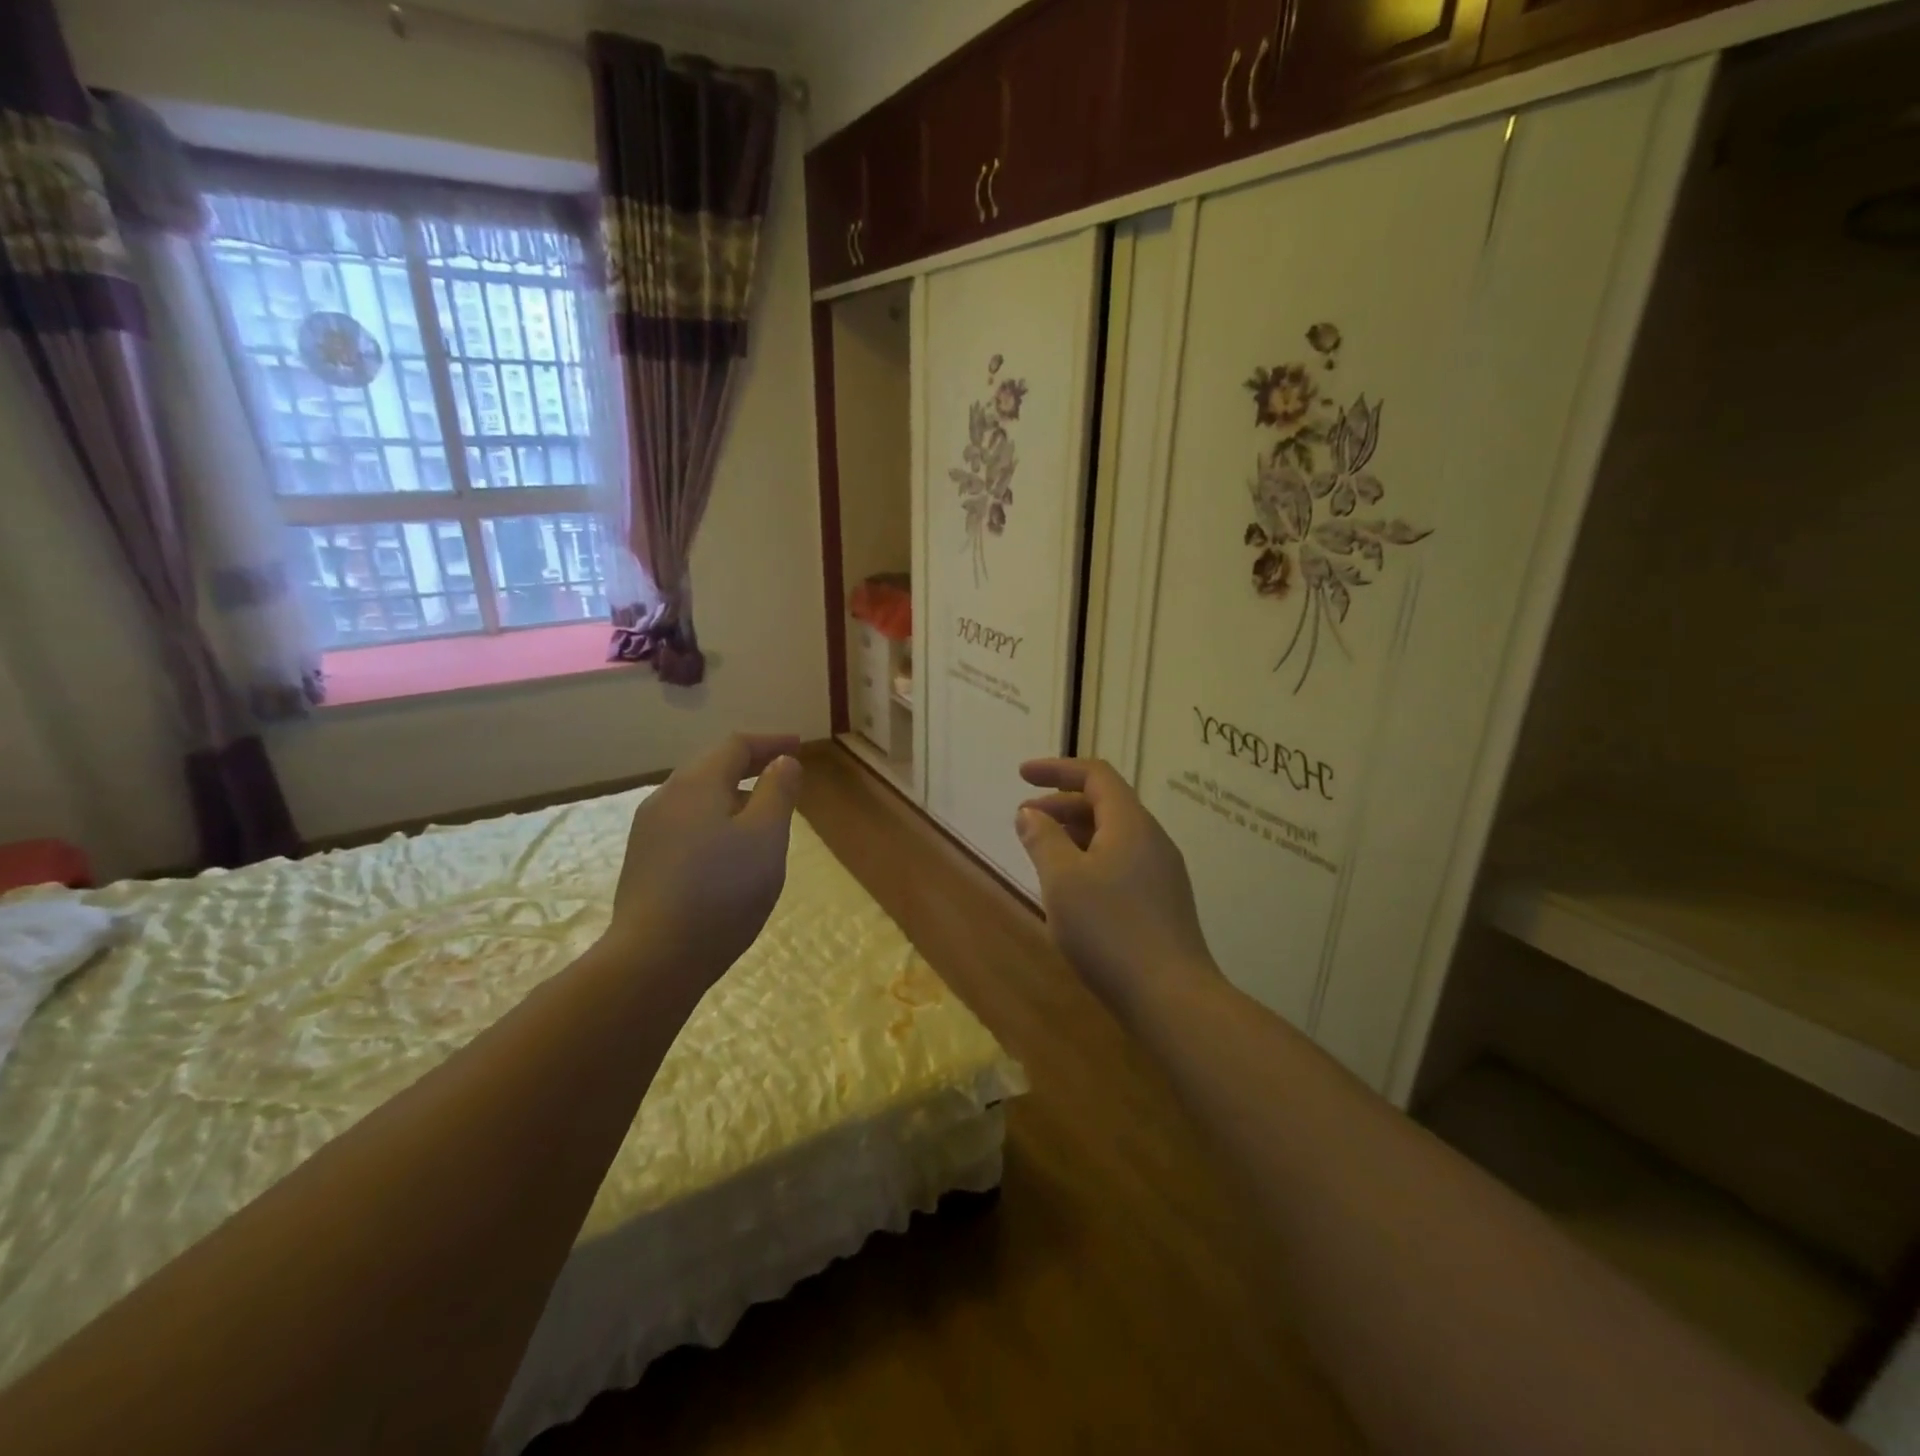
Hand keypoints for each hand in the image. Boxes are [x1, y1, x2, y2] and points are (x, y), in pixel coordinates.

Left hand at [607, 733, 802, 992]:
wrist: (654, 959)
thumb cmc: (722, 890)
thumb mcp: (766, 837)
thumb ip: (778, 792)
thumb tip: (782, 762)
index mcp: (697, 784)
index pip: (736, 745)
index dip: (770, 742)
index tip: (798, 746)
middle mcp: (666, 798)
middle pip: (711, 767)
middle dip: (750, 765)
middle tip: (782, 774)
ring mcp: (649, 831)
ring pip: (697, 797)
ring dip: (732, 794)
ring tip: (761, 813)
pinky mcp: (644, 862)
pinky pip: (686, 824)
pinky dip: (715, 819)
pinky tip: (729, 848)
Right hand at [1015, 758, 1220, 1019]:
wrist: (1171, 997)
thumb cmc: (1110, 930)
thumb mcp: (1063, 881)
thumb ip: (1043, 839)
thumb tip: (1029, 813)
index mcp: (1130, 824)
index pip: (1096, 775)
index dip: (1056, 769)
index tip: (1021, 776)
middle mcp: (1152, 839)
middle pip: (1105, 803)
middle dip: (1061, 804)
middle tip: (1024, 820)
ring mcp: (1162, 872)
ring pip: (1113, 835)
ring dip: (1074, 833)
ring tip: (1042, 852)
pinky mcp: (1162, 902)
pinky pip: (1122, 862)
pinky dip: (1090, 858)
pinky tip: (1072, 889)